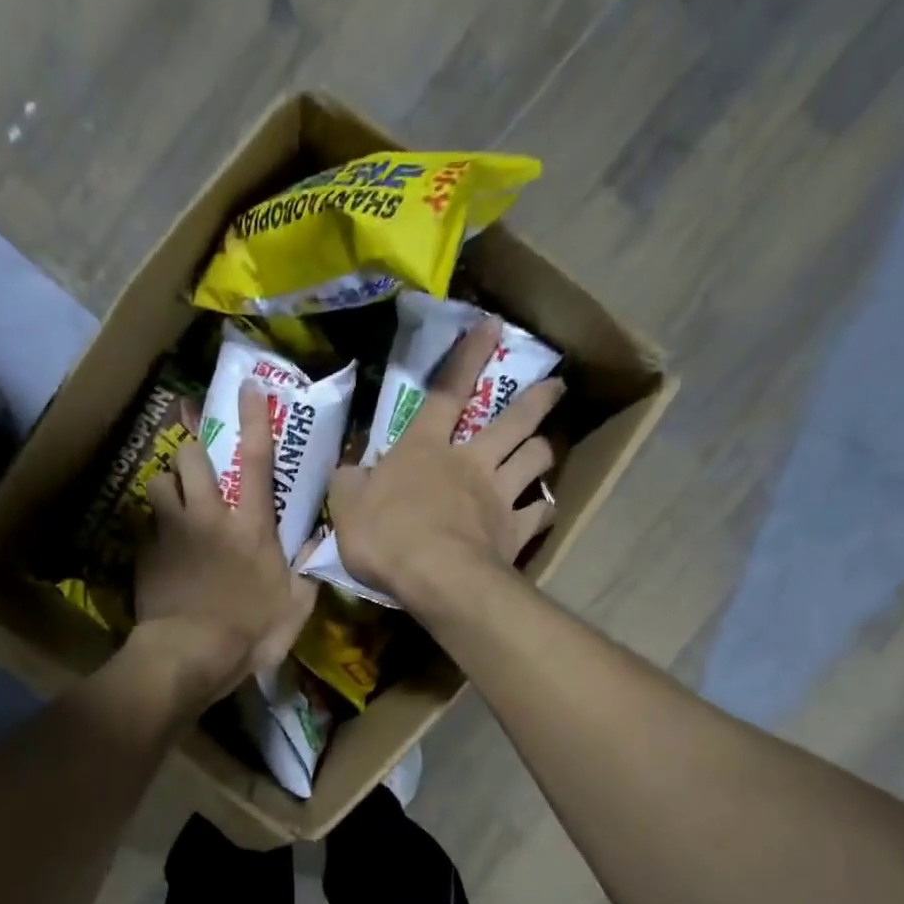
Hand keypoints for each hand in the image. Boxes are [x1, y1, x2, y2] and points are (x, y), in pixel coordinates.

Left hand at [132, 382, 316, 703]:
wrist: (189, 655)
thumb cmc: (249, 633)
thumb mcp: (295, 608)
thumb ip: (308, 572)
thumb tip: (320, 542)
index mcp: (251, 526)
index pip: (256, 459)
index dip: (254, 418)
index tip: (248, 387)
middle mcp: (209, 516)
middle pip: (191, 456)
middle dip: (193, 448)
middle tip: (198, 461)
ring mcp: (172, 531)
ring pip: (159, 480)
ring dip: (167, 484)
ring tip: (172, 500)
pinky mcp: (144, 551)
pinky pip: (143, 521)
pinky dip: (150, 525)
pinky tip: (156, 543)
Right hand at [327, 320, 563, 612]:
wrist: (435, 577)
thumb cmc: (386, 537)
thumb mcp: (347, 507)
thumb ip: (349, 483)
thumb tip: (349, 469)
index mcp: (424, 449)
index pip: (446, 392)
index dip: (467, 357)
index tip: (492, 326)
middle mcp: (470, 462)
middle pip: (512, 422)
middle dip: (535, 400)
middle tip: (556, 386)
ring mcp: (498, 496)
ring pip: (535, 459)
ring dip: (543, 448)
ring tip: (546, 446)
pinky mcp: (514, 532)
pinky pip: (538, 514)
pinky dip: (542, 510)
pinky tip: (543, 510)